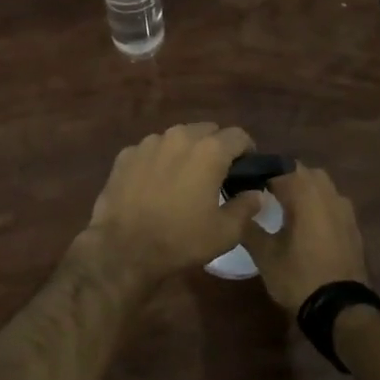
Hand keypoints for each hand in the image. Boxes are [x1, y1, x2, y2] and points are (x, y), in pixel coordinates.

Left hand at [77, 124, 266, 285]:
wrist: (123, 249)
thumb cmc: (180, 240)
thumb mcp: (225, 232)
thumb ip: (247, 207)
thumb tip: (256, 194)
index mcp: (209, 150)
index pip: (239, 136)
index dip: (247, 151)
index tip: (246, 171)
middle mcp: (179, 136)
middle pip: (207, 131)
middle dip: (216, 147)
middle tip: (216, 175)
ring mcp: (149, 142)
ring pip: (177, 138)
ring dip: (186, 151)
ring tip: (183, 178)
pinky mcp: (126, 154)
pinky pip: (151, 150)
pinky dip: (159, 160)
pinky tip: (155, 185)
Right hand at [238, 164, 368, 314]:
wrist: (342, 309)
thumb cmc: (299, 277)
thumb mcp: (265, 255)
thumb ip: (249, 226)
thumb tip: (238, 207)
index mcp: (304, 193)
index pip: (278, 167)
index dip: (259, 172)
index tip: (244, 182)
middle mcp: (327, 193)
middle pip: (302, 172)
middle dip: (283, 177)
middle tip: (263, 193)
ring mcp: (344, 208)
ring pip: (320, 185)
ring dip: (303, 189)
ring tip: (284, 208)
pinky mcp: (353, 225)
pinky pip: (332, 203)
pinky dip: (318, 205)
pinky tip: (307, 225)